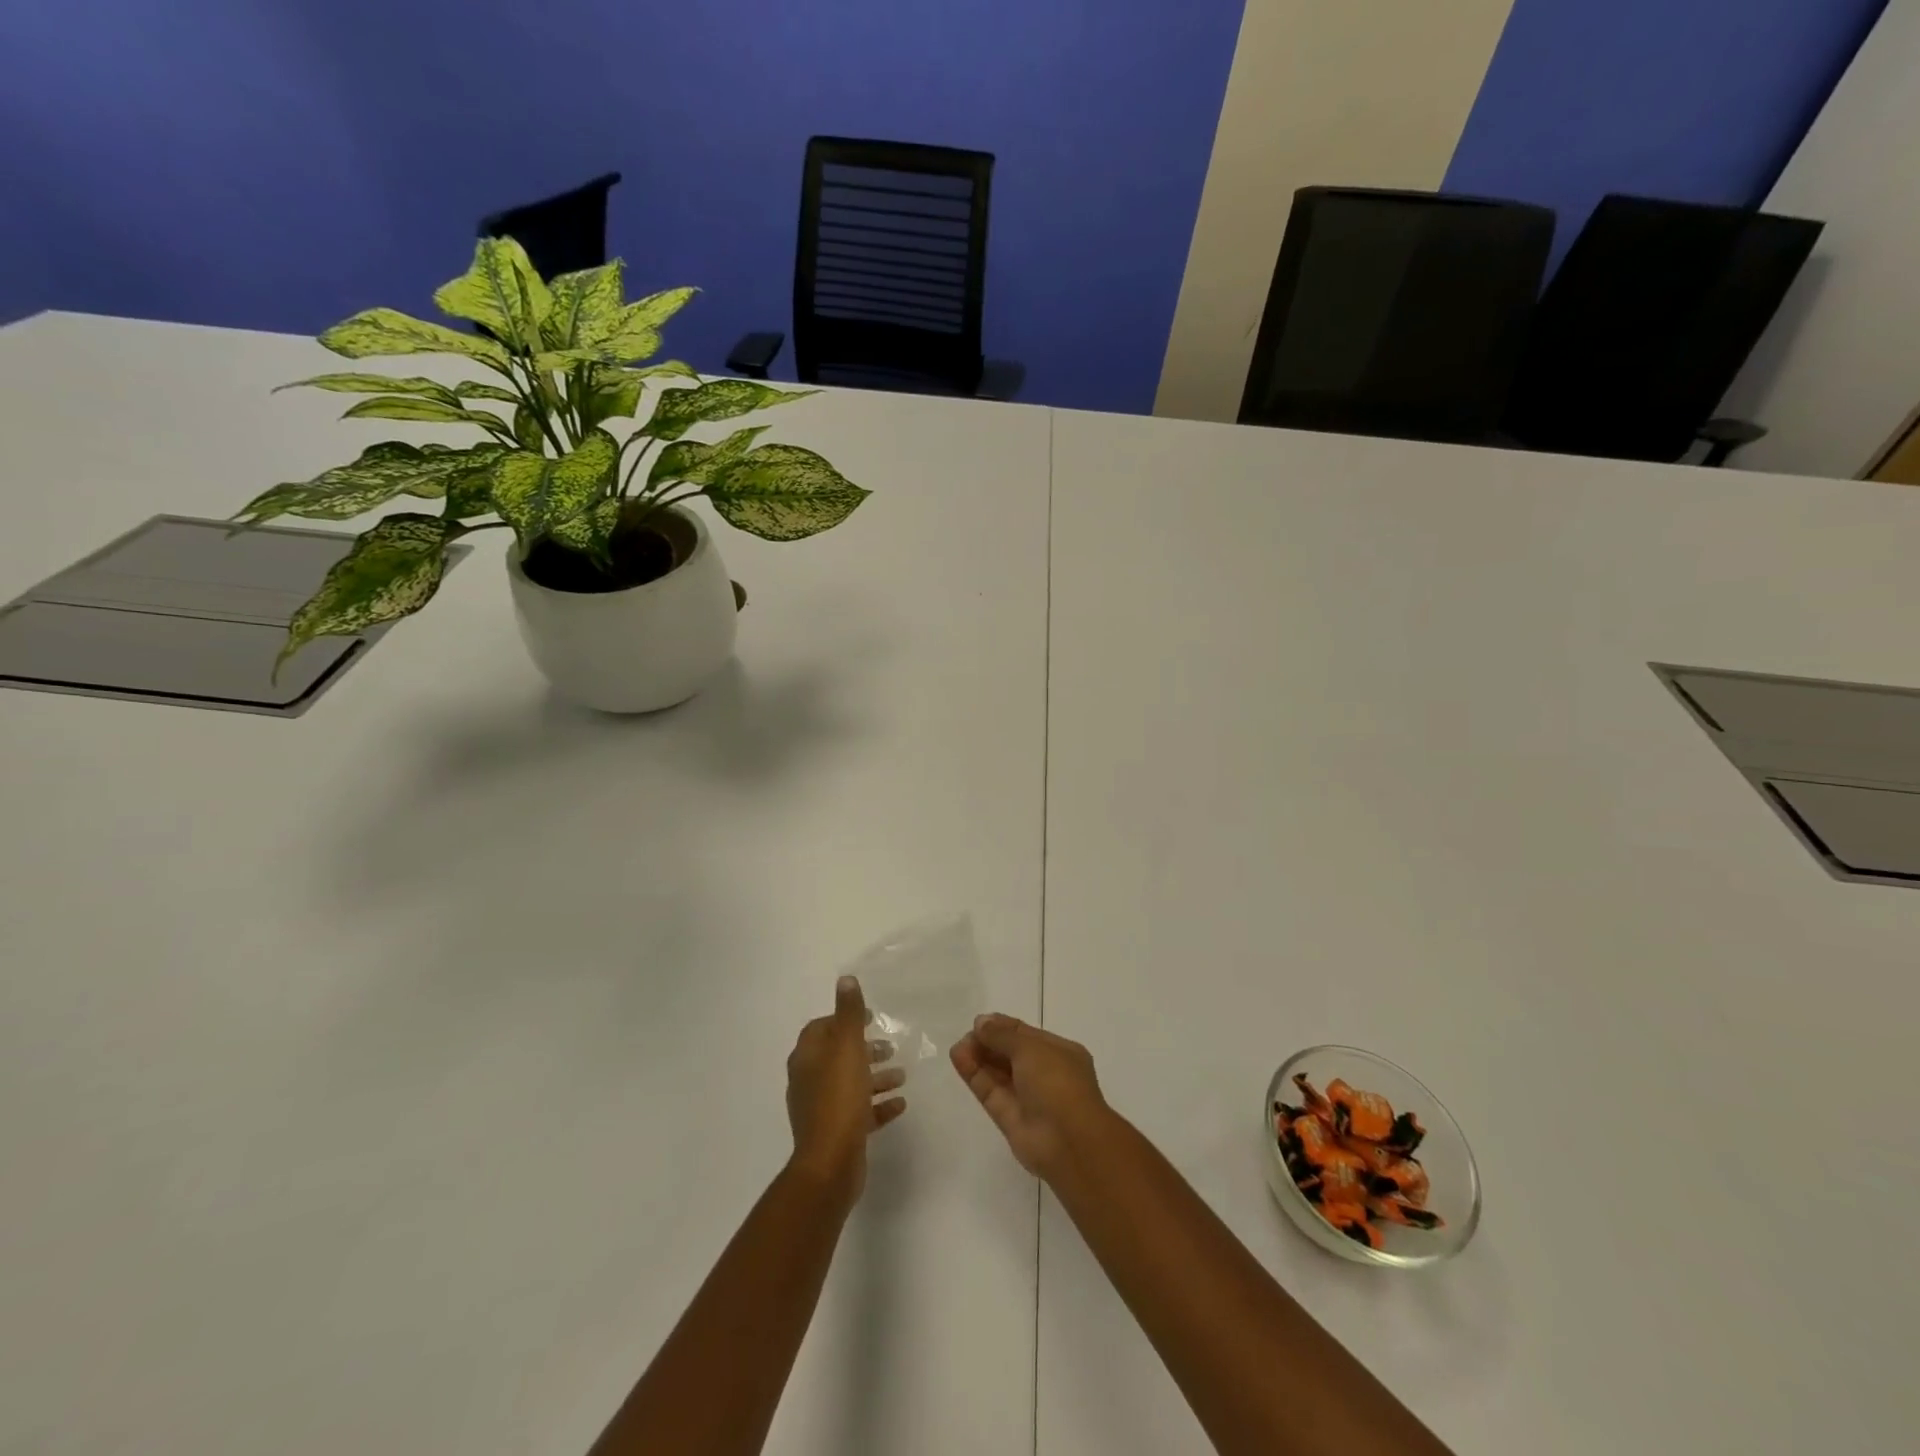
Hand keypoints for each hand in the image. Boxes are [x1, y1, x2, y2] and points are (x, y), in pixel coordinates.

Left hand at [785, 976, 906, 1204]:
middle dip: (864, 1049)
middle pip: (838, 1056)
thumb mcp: (847, 1047)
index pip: (822, 1028)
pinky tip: (900, 1104)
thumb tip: (846, 979)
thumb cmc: (838, 1098)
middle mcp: (809, 1080)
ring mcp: (821, 1109)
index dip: (844, 1019)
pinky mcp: (835, 1133)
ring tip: (902, 1076)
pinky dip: (878, 1105)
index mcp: (807, 1058)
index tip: (870, 1018)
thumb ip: (848, 1013)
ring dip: (875, 1077)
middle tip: (890, 1047)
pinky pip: (859, 1112)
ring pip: (850, 1084)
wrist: (830, 1164)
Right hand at [950, 1014, 1110, 1180]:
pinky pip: (990, 1091)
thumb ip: (1003, 1035)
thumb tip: (981, 1022)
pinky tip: (958, 1058)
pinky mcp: (1009, 1119)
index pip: (1027, 1035)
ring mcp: (1027, 1098)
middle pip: (1011, 1053)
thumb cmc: (1057, 1083)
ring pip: (998, 1073)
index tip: (979, 1022)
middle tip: (966, 1035)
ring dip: (978, 1057)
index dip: (1003, 1027)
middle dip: (989, 1042)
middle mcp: (1044, 1074)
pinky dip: (974, 1075)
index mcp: (1060, 1053)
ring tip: (957, 1046)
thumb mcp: (1031, 1048)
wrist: (1069, 1143)